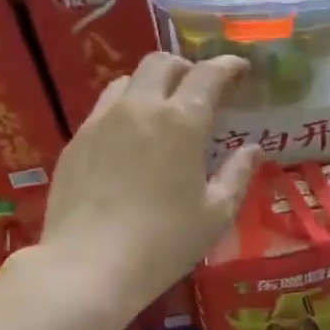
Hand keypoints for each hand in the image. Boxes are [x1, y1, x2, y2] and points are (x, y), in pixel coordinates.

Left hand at [39, 52, 258, 316]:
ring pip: (127, 81)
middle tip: (199, 88)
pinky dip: (124, 111)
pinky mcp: (75, 142)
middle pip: (161, 64)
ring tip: (161, 111)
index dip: (227, 66)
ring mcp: (100, 122)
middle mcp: (139, 108)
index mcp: (181, 122)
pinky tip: (129, 142)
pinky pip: (103, 110)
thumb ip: (238, 175)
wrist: (90, 266)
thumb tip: (253, 149)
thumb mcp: (215, 214)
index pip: (207, 76)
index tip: (239, 69)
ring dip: (151, 85)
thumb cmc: (165, 243)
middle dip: (186, 67)